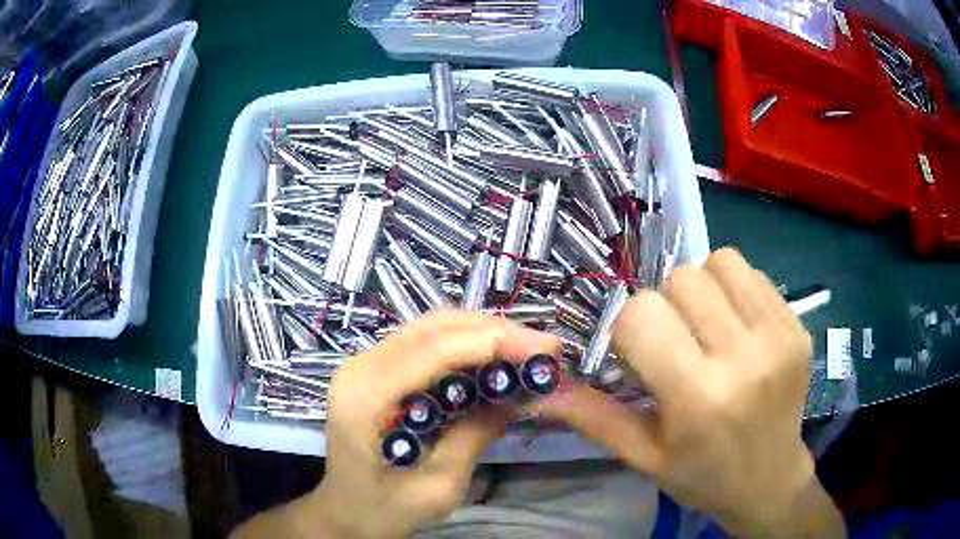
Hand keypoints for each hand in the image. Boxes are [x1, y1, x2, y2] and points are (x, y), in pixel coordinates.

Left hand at [305, 311, 560, 538]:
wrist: (346, 511)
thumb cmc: (385, 509)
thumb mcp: (438, 487)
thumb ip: (474, 436)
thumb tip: (517, 394)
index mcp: (365, 397)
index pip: (433, 349)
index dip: (493, 341)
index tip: (545, 349)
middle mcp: (360, 367)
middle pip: (433, 327)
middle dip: (495, 331)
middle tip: (543, 347)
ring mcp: (365, 363)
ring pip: (431, 327)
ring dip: (483, 332)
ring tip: (526, 349)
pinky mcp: (376, 368)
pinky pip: (426, 341)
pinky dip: (465, 343)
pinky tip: (494, 357)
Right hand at [536, 248, 840, 535]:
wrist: (770, 481)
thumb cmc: (703, 475)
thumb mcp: (644, 456)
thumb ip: (595, 416)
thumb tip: (543, 387)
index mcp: (698, 397)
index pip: (642, 314)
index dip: (628, 328)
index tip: (639, 355)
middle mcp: (743, 357)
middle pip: (681, 280)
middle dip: (664, 305)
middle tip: (674, 343)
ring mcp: (778, 335)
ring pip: (718, 262)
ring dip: (700, 287)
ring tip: (705, 326)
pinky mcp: (797, 325)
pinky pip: (752, 273)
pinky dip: (732, 287)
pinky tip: (734, 324)